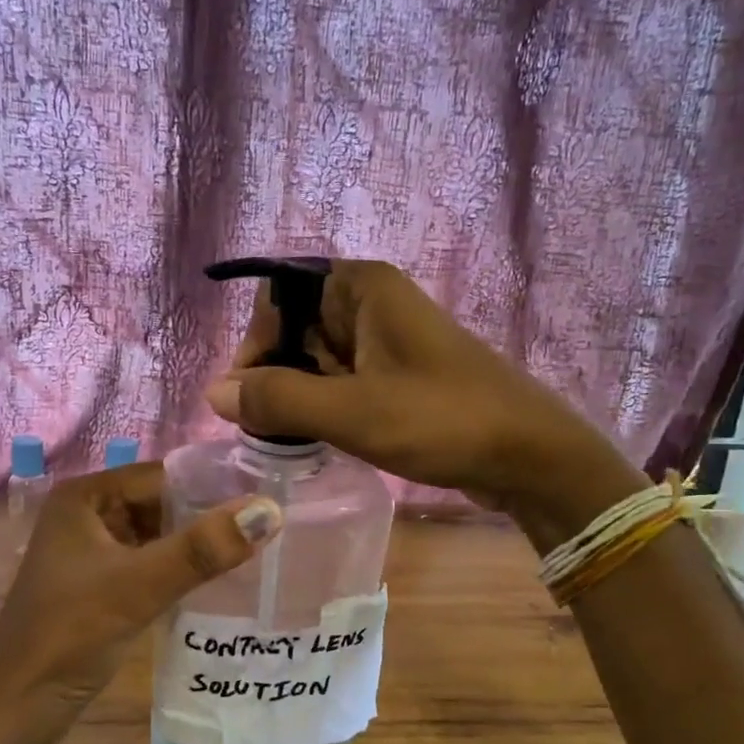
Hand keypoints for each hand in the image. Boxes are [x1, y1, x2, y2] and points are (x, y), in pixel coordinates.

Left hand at [0, 463, 281, 733]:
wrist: (18, 704)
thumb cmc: (71, 633)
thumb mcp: (139, 585)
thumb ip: (203, 548)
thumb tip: (267, 511)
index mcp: (86, 497)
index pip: (163, 476)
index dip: (213, 485)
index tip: (268, 498)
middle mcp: (89, 514)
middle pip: (163, 505)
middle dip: (209, 517)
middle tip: (271, 527)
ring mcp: (94, 551)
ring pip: (160, 536)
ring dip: (199, 546)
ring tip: (259, 550)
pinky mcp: (103, 585)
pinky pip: (153, 564)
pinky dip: (182, 570)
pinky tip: (222, 581)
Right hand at [203, 260, 625, 511]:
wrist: (529, 455)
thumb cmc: (442, 420)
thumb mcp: (351, 411)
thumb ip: (278, 400)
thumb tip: (214, 395)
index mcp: (361, 288)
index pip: (278, 297)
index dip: (254, 343)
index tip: (246, 397)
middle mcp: (371, 303)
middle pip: (294, 328)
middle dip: (274, 376)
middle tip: (266, 429)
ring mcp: (387, 340)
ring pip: (317, 359)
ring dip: (297, 396)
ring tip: (291, 440)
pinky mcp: (398, 375)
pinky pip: (342, 381)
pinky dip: (323, 406)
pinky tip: (321, 439)